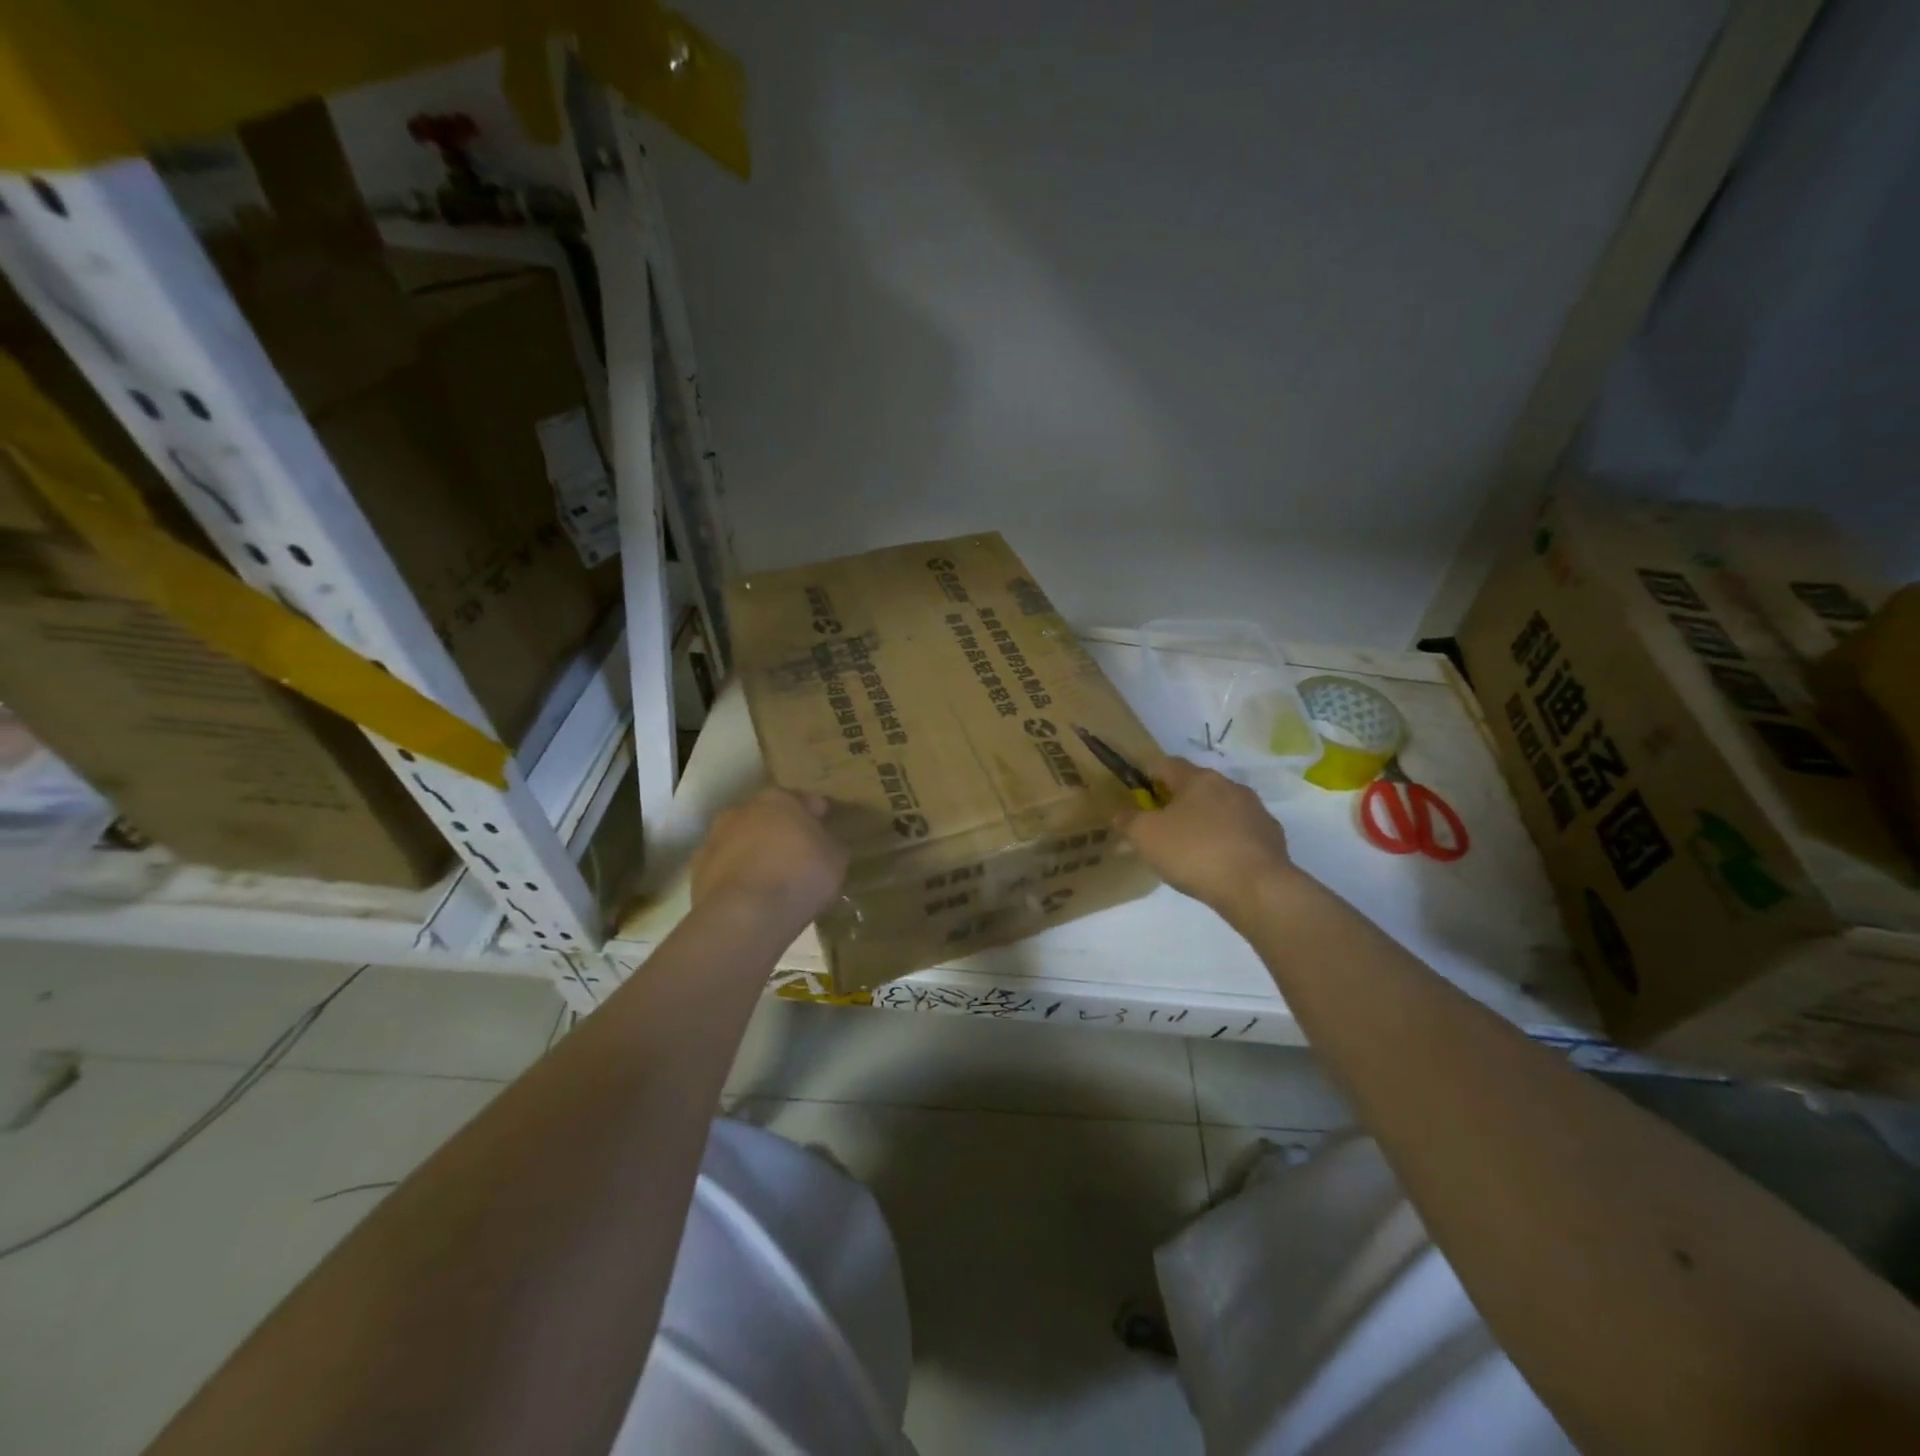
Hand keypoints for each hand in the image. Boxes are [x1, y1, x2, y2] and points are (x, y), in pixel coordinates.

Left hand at [692, 788, 848, 929]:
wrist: (746, 914)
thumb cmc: (800, 875)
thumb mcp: (835, 858)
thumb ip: (828, 845)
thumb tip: (823, 845)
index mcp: (777, 799)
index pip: (800, 799)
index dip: (814, 812)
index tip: (823, 824)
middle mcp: (741, 811)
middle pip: (765, 817)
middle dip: (779, 830)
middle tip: (796, 852)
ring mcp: (713, 839)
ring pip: (740, 842)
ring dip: (754, 853)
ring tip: (771, 878)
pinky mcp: (697, 871)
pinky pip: (725, 869)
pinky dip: (737, 877)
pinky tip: (751, 896)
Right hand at [1118, 758, 1298, 916]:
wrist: (1257, 887)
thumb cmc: (1195, 853)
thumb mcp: (1146, 837)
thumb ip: (1128, 821)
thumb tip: (1121, 813)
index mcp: (1197, 779)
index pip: (1165, 764)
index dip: (1147, 775)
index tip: (1136, 795)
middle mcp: (1229, 786)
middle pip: (1195, 786)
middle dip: (1176, 801)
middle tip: (1160, 825)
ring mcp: (1255, 810)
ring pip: (1220, 809)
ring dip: (1204, 821)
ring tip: (1189, 848)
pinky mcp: (1272, 836)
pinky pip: (1240, 832)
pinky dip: (1226, 841)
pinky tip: (1218, 863)